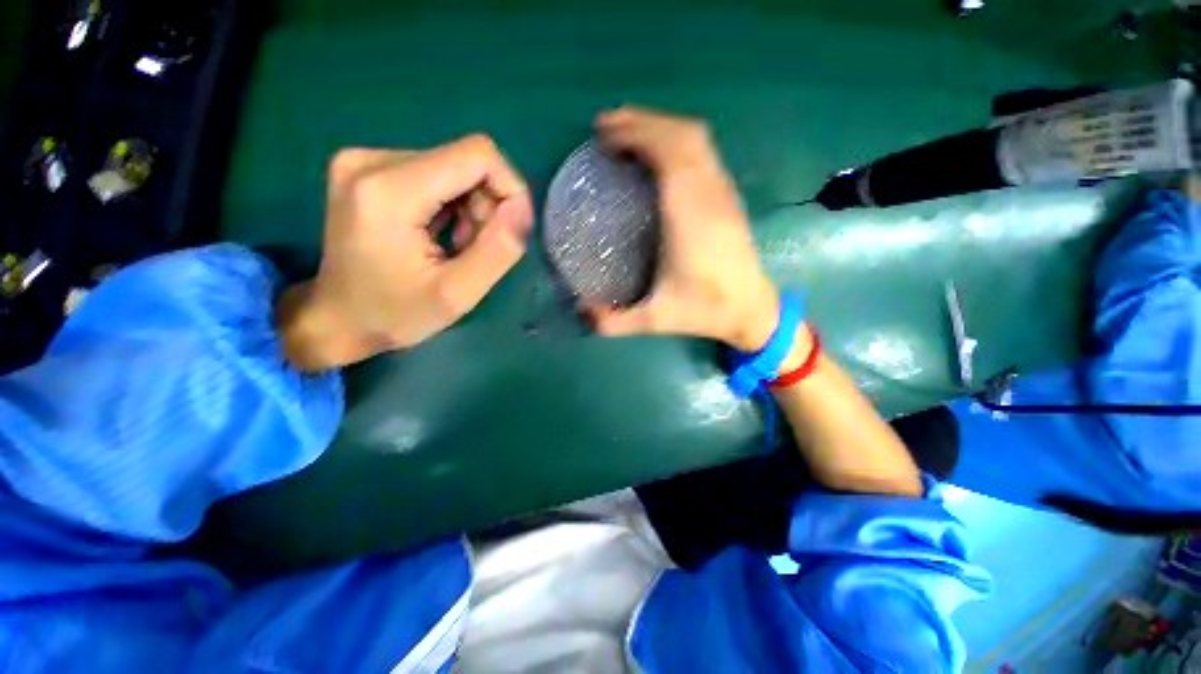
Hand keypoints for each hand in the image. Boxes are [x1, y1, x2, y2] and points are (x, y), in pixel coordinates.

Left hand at [279, 135, 533, 370]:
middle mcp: (372, 160)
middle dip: (486, 206)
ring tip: (455, 246)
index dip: (509, 188)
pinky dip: (451, 204)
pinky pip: (436, 173)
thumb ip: (499, 249)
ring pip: (454, 167)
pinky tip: (438, 233)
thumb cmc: (396, 314)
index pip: (478, 155)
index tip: (510, 231)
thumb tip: (522, 208)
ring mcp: (366, 160)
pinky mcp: (369, 168)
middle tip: (473, 249)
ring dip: (470, 208)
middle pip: (466, 161)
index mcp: (389, 190)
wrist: (337, 319)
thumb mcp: (458, 294)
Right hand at [585, 107, 792, 357]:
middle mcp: (708, 195)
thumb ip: (614, 322)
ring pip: (697, 139)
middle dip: (642, 122)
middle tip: (607, 127)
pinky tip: (661, 155)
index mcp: (689, 217)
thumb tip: (581, 313)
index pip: (668, 154)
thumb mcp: (655, 320)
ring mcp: (723, 192)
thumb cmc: (704, 311)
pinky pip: (705, 152)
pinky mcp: (729, 197)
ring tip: (629, 132)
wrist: (752, 311)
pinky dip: (678, 140)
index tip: (604, 134)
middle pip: (681, 135)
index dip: (636, 134)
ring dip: (661, 127)